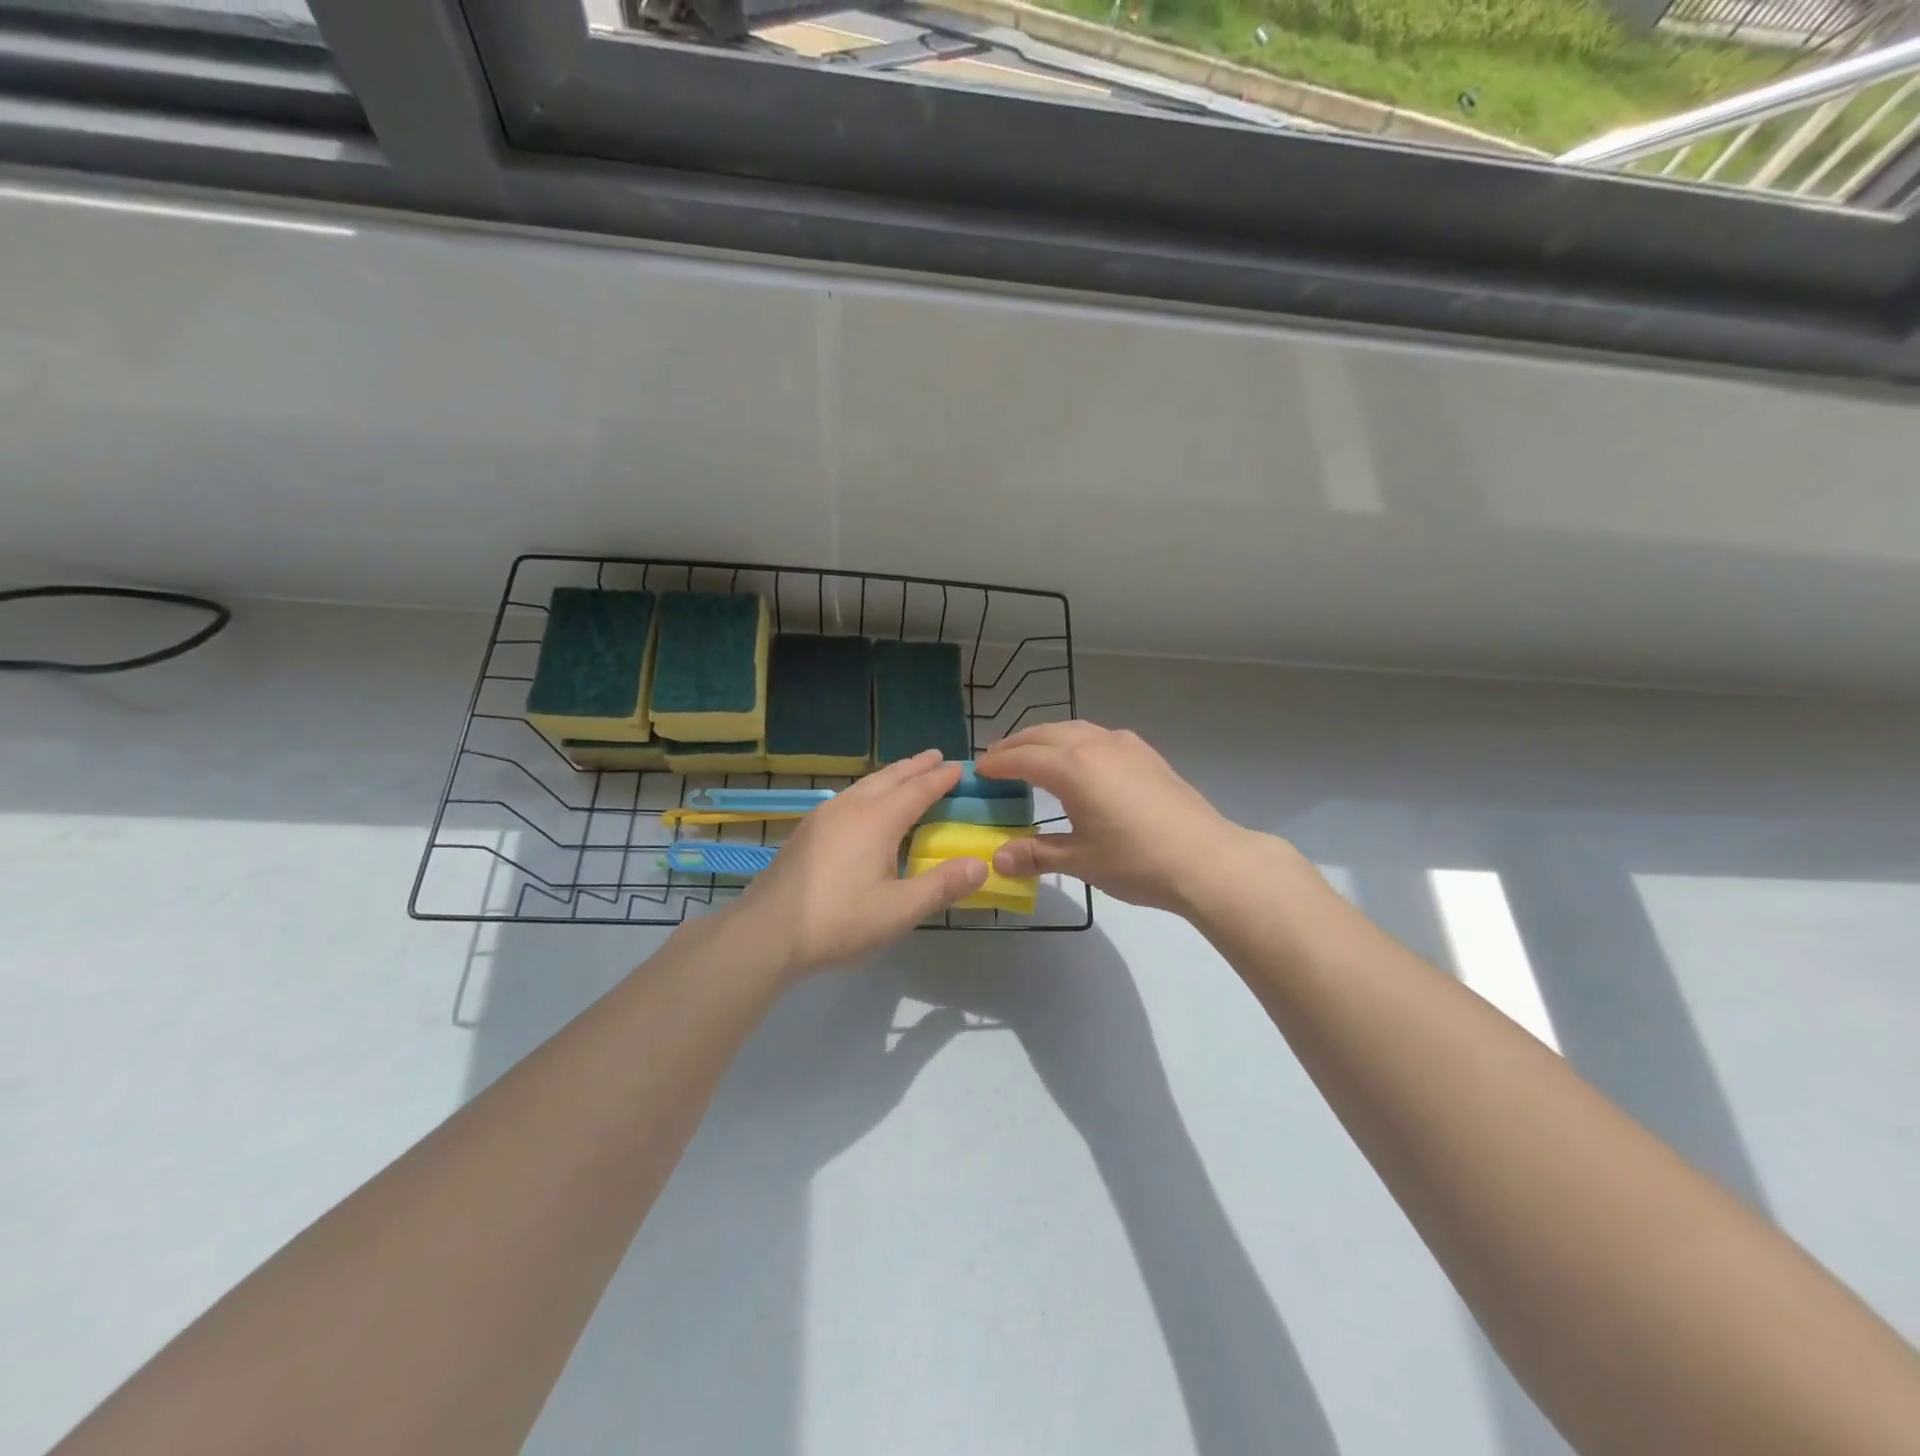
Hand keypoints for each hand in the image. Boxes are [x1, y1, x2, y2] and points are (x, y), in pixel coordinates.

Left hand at [728, 751, 989, 976]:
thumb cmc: (839, 921)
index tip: (961, 767)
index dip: (941, 778)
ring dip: (891, 776)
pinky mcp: (807, 831)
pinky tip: (866, 805)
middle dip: (916, 766)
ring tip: (906, 774)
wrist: (767, 933)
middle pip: (890, 778)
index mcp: (877, 820)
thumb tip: (980, 864)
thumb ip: (942, 886)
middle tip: (937, 757)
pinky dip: (870, 790)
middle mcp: (851, 808)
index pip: (918, 790)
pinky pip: (849, 796)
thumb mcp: (899, 911)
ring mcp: (824, 816)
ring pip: (865, 784)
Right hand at [975, 722, 1255, 913]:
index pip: (1022, 758)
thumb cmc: (1137, 861)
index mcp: (1073, 768)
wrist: (1207, 859)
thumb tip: (999, 858)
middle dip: (1016, 744)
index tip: (978, 772)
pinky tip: (1079, 761)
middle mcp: (1095, 745)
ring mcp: (1124, 745)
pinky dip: (1074, 741)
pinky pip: (1098, 735)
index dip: (997, 764)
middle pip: (1044, 735)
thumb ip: (1036, 854)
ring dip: (1046, 739)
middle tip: (996, 760)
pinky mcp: (1146, 754)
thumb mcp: (1081, 861)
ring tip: (1032, 756)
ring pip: (1073, 729)